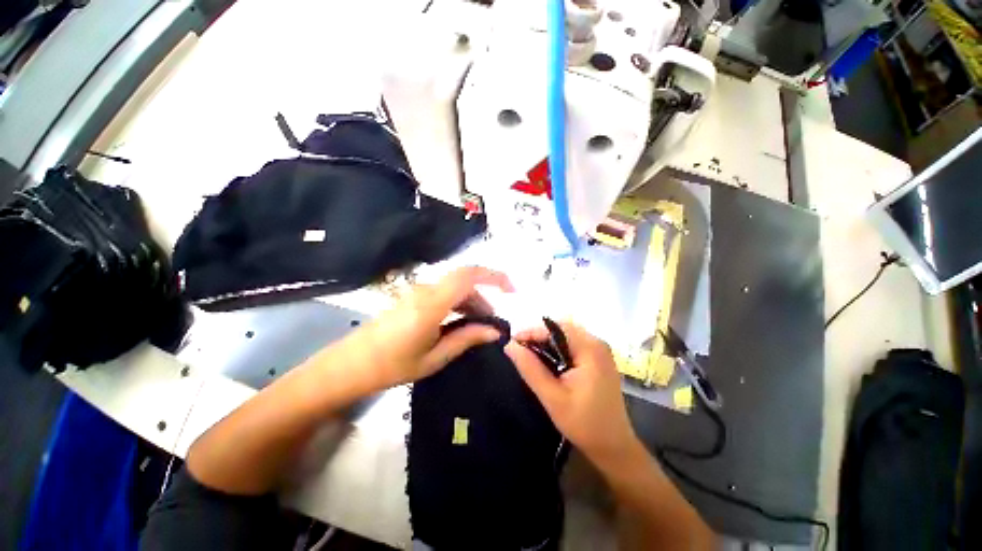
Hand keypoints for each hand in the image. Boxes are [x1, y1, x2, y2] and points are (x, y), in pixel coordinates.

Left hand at [353, 266, 513, 389]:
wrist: (351, 364)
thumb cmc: (392, 365)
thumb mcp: (434, 357)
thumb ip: (466, 339)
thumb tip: (494, 331)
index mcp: (432, 304)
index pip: (469, 276)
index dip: (494, 276)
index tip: (511, 289)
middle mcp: (426, 291)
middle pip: (464, 281)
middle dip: (484, 296)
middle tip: (492, 322)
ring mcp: (418, 292)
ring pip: (454, 286)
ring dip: (471, 300)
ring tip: (479, 325)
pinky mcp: (413, 297)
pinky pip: (443, 292)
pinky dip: (458, 302)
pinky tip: (459, 321)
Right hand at [505, 322, 639, 469]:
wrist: (613, 446)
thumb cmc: (584, 423)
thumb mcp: (552, 397)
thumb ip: (530, 369)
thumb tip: (509, 345)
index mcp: (590, 349)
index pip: (556, 328)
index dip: (532, 332)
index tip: (512, 343)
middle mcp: (597, 343)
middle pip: (561, 328)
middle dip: (538, 335)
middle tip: (520, 350)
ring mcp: (600, 350)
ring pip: (566, 334)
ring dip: (546, 341)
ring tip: (529, 355)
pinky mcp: (598, 358)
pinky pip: (573, 343)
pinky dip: (557, 348)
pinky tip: (547, 361)